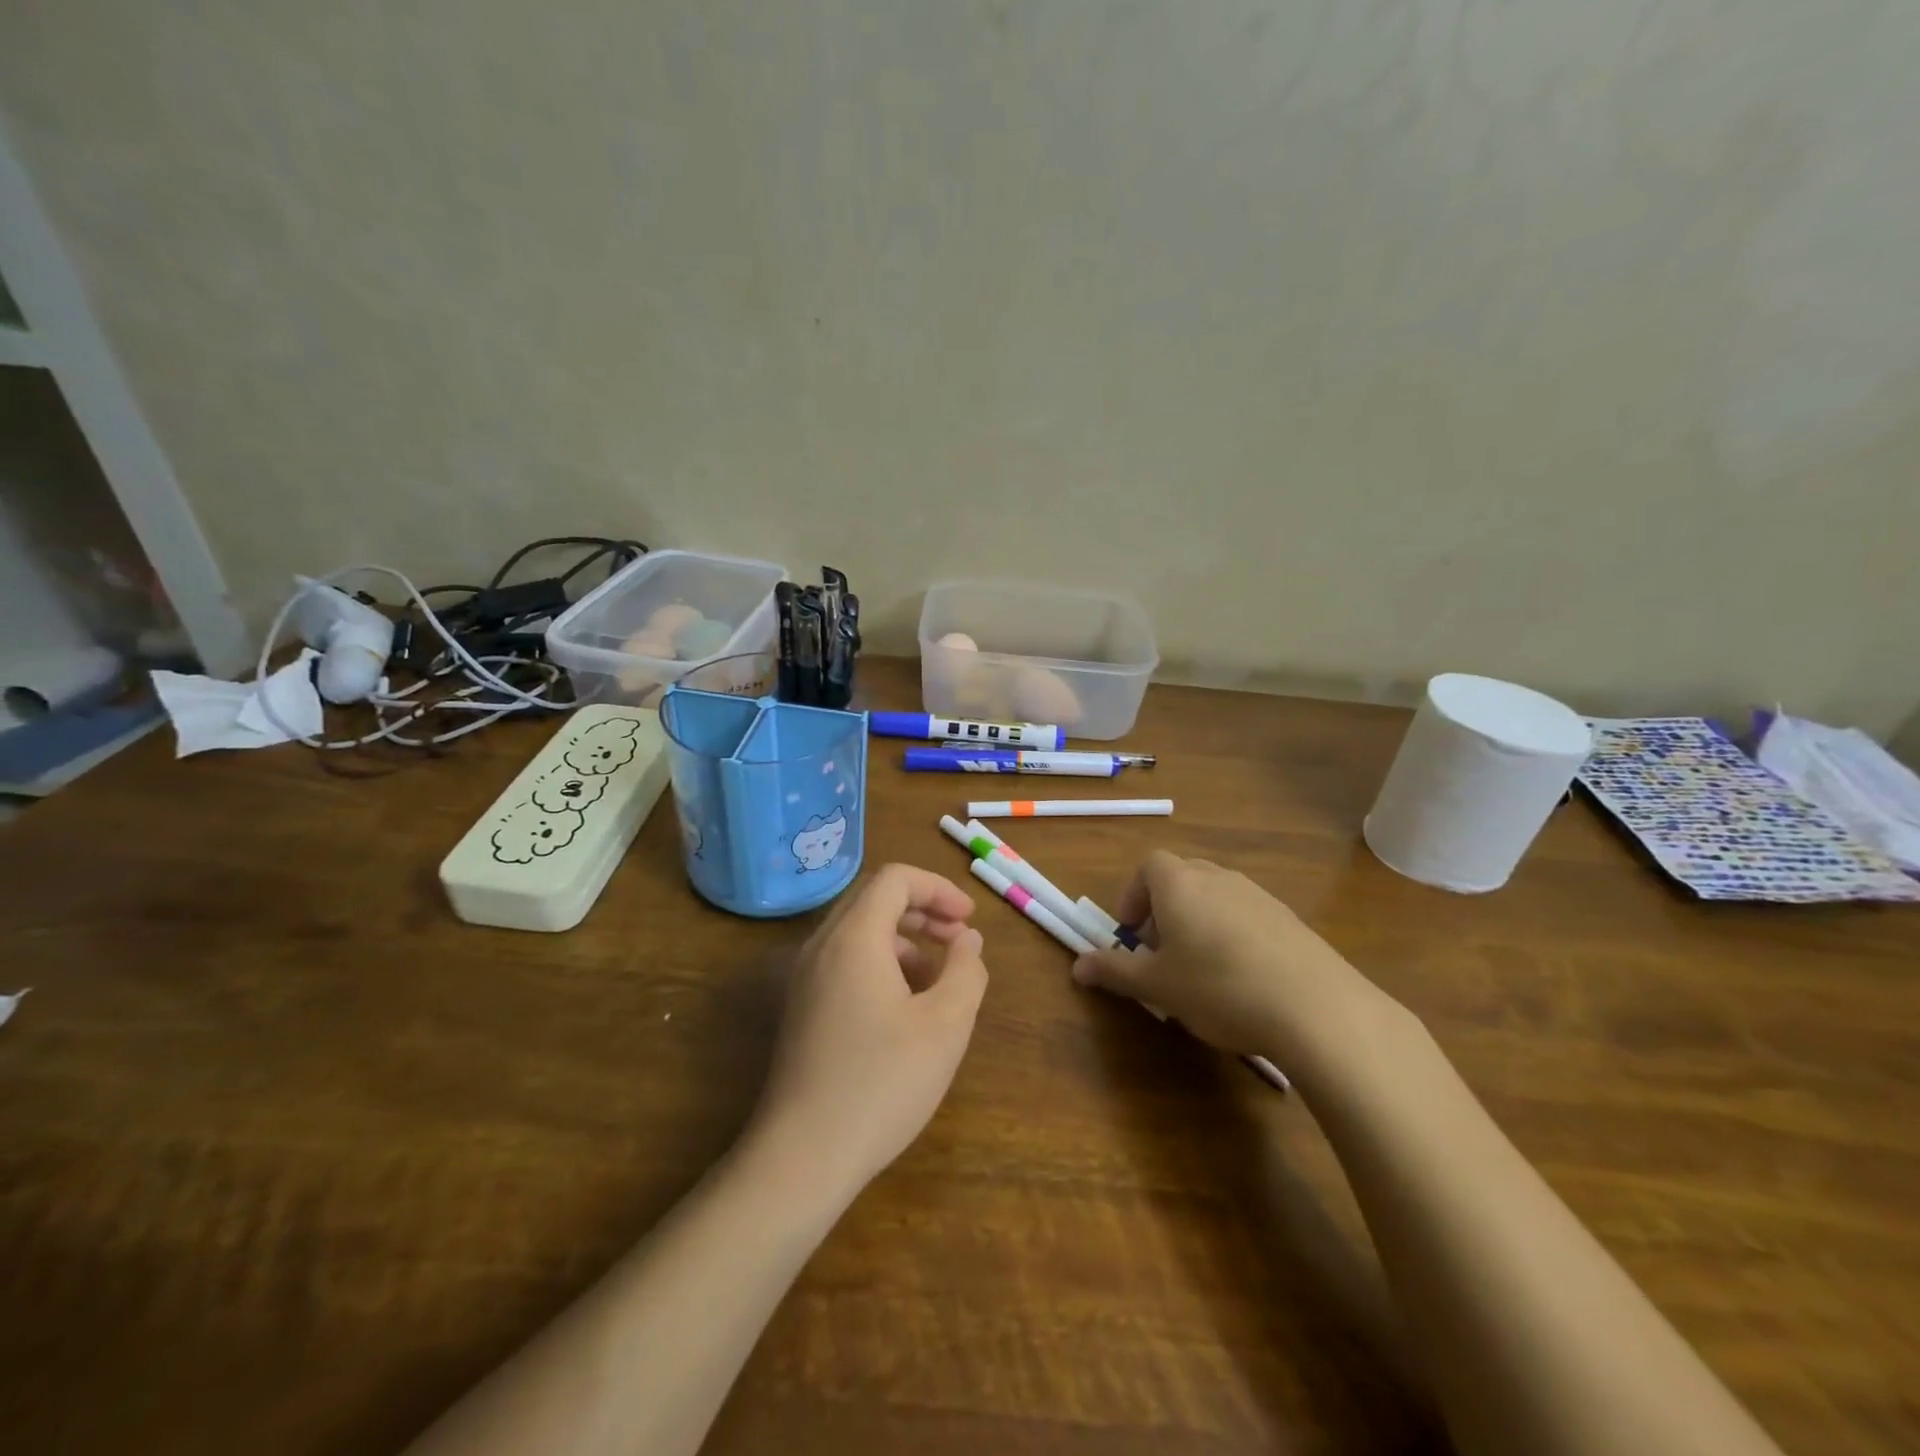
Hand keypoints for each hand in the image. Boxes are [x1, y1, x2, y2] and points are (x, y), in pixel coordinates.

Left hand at [748, 863, 988, 1193]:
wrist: (802, 1157)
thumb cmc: (881, 1083)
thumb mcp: (945, 1026)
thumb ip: (966, 971)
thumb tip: (968, 941)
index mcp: (853, 938)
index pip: (895, 879)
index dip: (938, 889)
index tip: (969, 921)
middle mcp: (822, 946)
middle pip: (874, 899)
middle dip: (923, 910)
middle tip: (959, 939)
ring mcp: (805, 978)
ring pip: (859, 932)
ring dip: (904, 940)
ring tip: (939, 978)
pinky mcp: (801, 1009)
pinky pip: (845, 962)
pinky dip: (881, 964)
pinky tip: (905, 1008)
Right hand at [1070, 852, 1395, 1070]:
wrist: (1315, 1007)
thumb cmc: (1217, 986)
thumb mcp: (1157, 985)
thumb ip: (1115, 971)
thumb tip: (1077, 966)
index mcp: (1180, 883)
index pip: (1148, 867)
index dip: (1134, 895)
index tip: (1131, 933)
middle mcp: (1218, 877)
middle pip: (1181, 878)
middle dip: (1163, 910)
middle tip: (1160, 953)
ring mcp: (1258, 895)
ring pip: (1215, 897)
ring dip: (1198, 922)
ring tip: (1200, 970)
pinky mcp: (1289, 919)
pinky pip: (1247, 915)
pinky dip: (1233, 935)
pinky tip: (1241, 979)